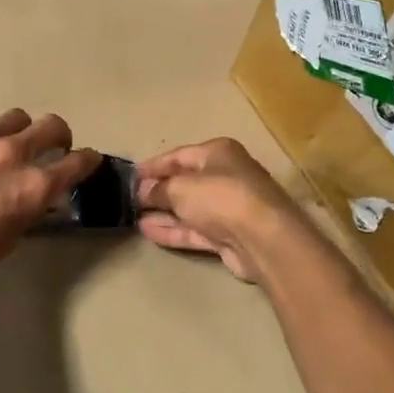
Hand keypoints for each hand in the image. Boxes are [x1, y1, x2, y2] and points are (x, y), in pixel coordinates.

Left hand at [0, 109, 100, 289]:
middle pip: (52, 125)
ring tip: (0, 146)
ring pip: (14, 117)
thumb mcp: (12, 236)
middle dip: (57, 135)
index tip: (84, 160)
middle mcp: (13, 153)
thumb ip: (32, 206)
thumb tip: (41, 192)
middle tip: (49, 146)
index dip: (87, 160)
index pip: (79, 161)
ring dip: (15, 131)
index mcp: (35, 185)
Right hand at [135, 138, 308, 282]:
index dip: (153, 166)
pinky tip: (148, 231)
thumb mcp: (180, 187)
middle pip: (185, 181)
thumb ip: (158, 189)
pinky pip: (194, 230)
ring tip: (133, 217)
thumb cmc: (221, 197)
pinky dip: (173, 230)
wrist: (263, 239)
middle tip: (129, 199)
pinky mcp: (228, 236)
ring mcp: (228, 208)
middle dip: (158, 191)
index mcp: (218, 153)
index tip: (129, 176)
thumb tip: (142, 191)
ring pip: (189, 208)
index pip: (179, 155)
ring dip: (163, 213)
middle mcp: (226, 176)